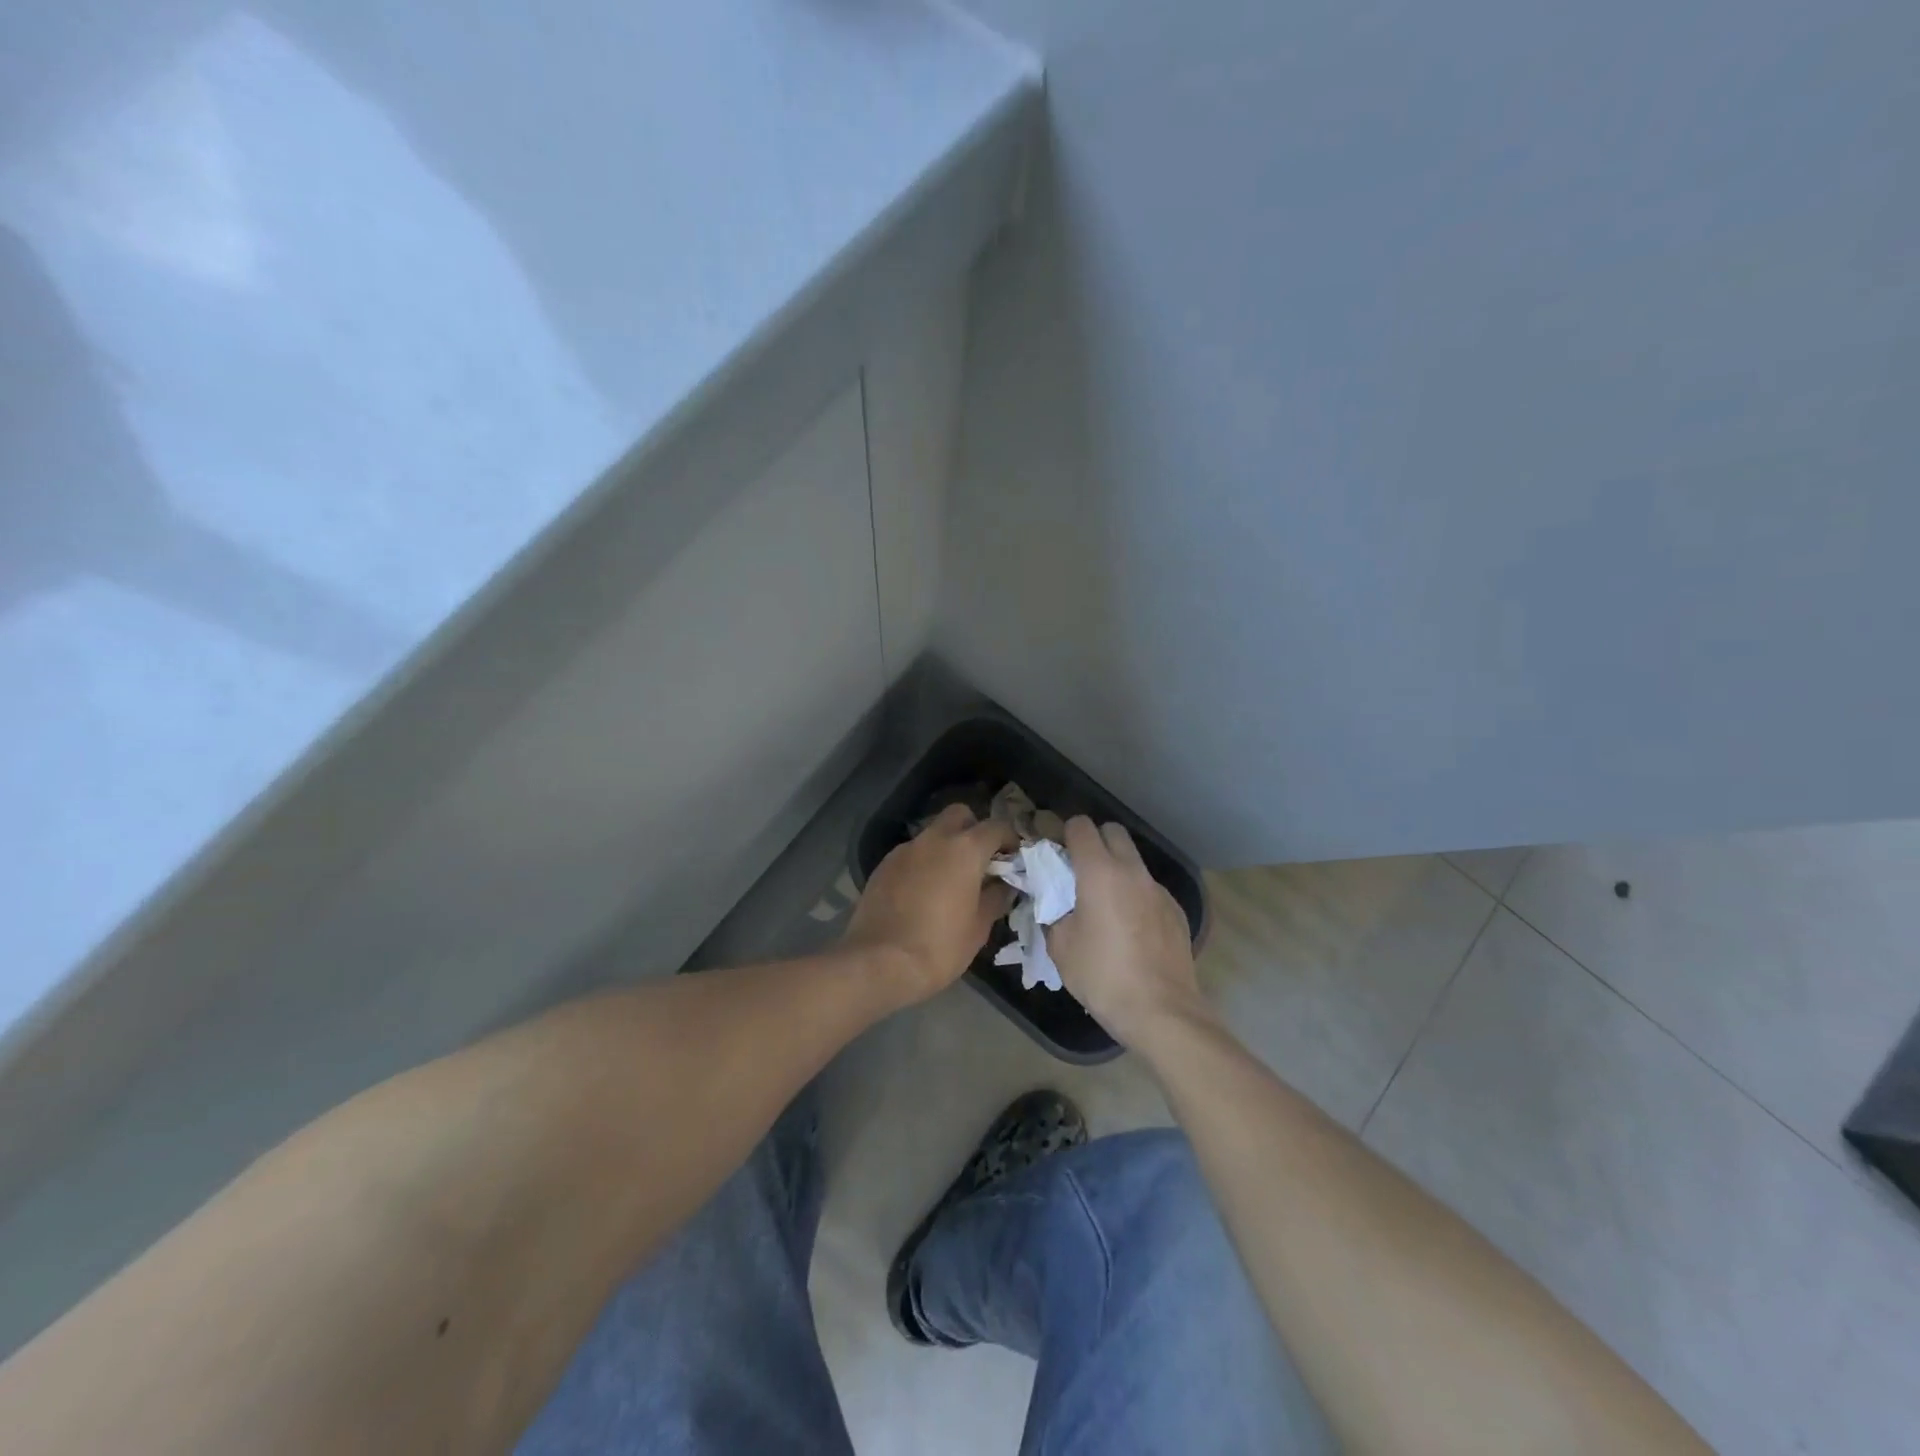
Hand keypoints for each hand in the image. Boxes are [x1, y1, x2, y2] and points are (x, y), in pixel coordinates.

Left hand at [843, 805, 1016, 1003]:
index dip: (1009, 839)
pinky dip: (923, 863)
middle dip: (974, 829)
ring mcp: (905, 850)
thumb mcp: (979, 927)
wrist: (879, 963)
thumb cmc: (940, 947)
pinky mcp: (884, 865)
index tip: (1014, 858)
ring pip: (932, 833)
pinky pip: (911, 854)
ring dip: (946, 847)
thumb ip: (996, 898)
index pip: (996, 827)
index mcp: (965, 850)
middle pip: (959, 815)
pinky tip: (923, 892)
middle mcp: (934, 839)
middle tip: (980, 860)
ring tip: (950, 880)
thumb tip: (1004, 885)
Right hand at [1048, 817, 1213, 1048]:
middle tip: (1080, 871)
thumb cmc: (1102, 976)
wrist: (1161, 1011)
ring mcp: (1159, 890)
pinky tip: (1131, 929)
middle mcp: (1132, 871)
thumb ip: (1053, 913)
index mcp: (1100, 873)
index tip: (1057, 853)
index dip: (1065, 833)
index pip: (1081, 826)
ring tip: (1106, 904)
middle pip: (1113, 832)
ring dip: (1117, 869)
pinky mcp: (1176, 910)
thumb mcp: (1060, 947)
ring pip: (1134, 861)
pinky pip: (1150, 889)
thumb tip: (1054, 904)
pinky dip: (1136, 895)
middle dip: (1095, 841)